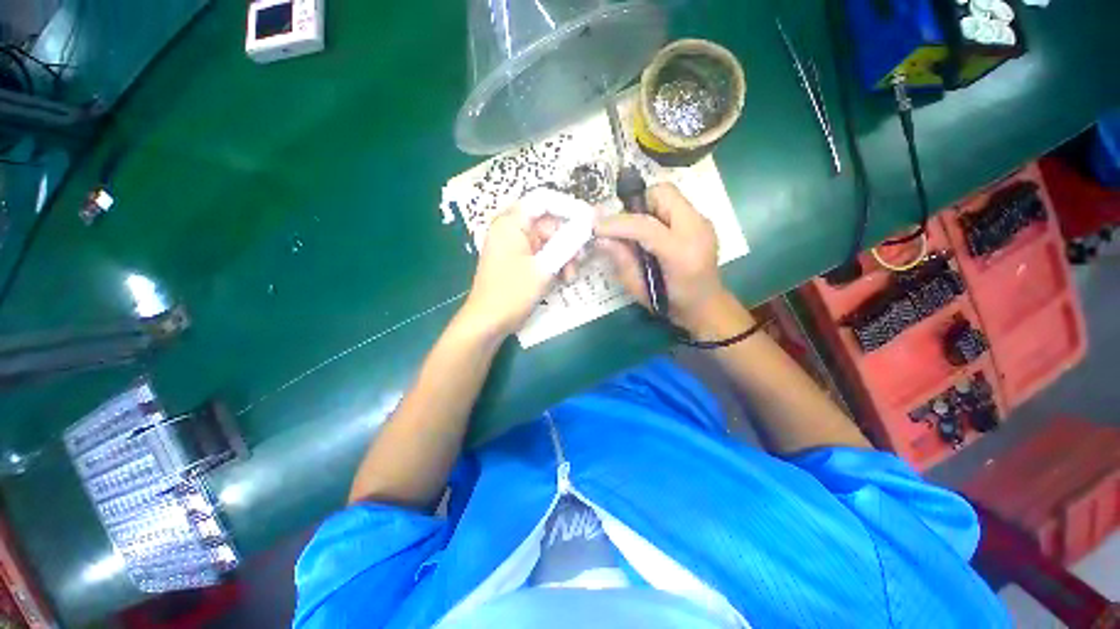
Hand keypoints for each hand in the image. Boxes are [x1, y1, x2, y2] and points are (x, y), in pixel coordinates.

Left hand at [458, 205, 580, 339]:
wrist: (488, 323)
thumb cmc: (511, 293)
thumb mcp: (543, 267)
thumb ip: (567, 242)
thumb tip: (589, 222)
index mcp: (511, 223)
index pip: (543, 200)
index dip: (568, 207)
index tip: (588, 221)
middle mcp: (512, 230)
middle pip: (549, 223)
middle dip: (568, 240)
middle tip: (582, 258)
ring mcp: (515, 247)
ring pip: (549, 242)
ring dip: (564, 256)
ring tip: (571, 275)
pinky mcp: (519, 262)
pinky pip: (542, 255)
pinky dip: (554, 264)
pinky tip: (563, 279)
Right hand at [595, 183, 740, 333]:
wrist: (707, 305)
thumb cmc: (672, 304)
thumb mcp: (640, 290)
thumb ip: (622, 261)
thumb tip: (601, 238)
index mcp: (681, 254)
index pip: (645, 226)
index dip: (617, 223)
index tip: (597, 227)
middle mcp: (697, 230)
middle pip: (662, 193)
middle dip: (637, 204)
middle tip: (625, 227)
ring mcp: (703, 222)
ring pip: (669, 194)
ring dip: (647, 207)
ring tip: (640, 232)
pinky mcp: (703, 221)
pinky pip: (674, 204)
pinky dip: (658, 212)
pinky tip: (654, 234)